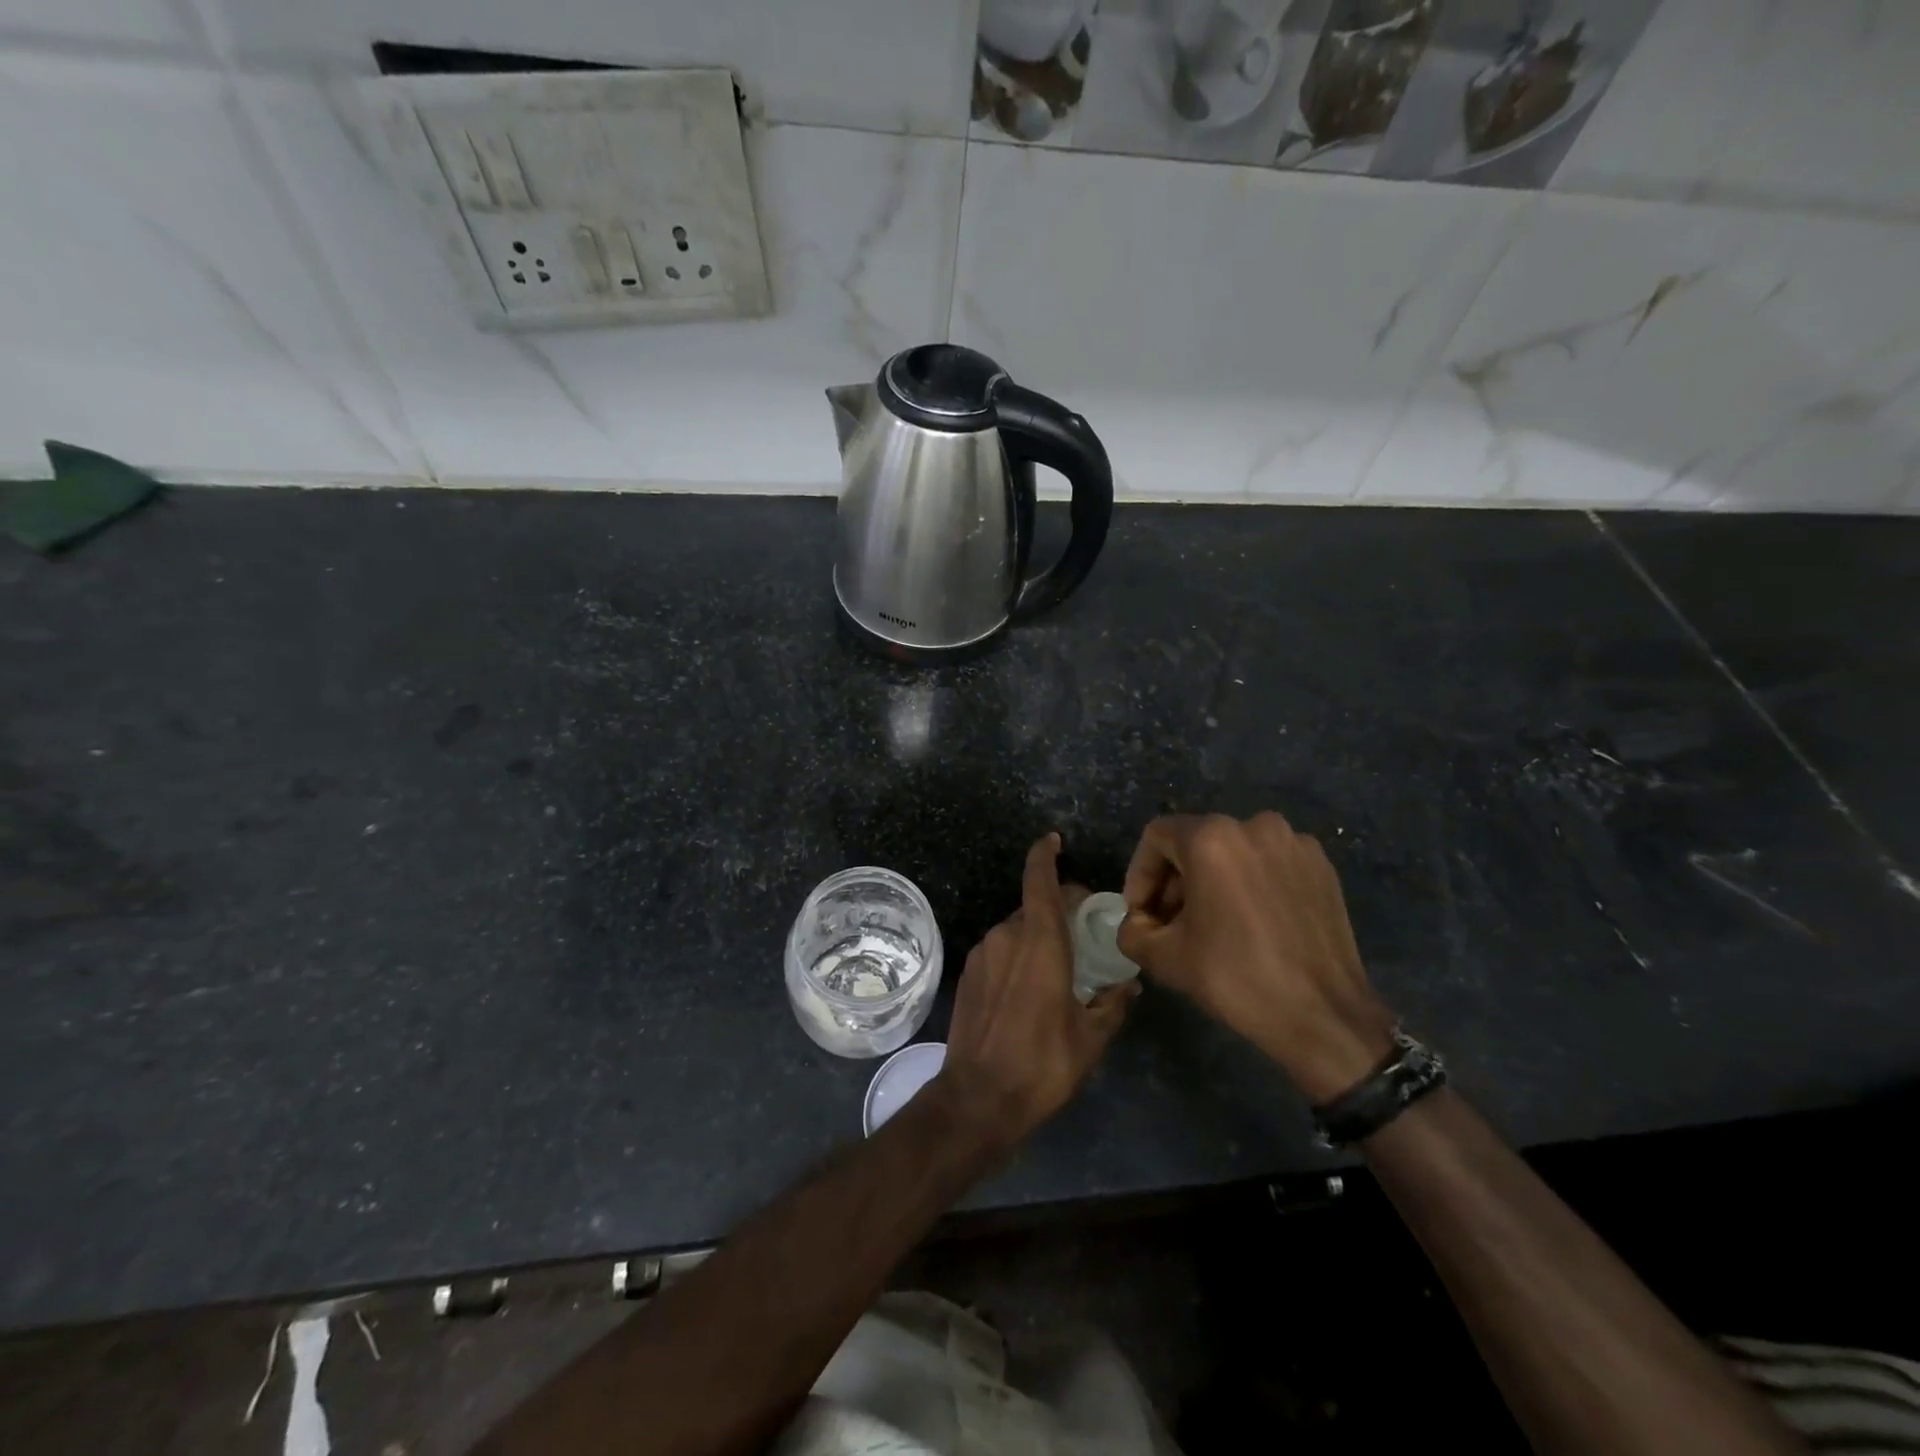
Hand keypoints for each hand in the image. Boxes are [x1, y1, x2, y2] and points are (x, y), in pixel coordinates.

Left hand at [931, 833, 1137, 1152]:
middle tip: (1083, 933)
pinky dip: (1017, 955)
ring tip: (1060, 968)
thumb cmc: (1041, 1065)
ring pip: (1015, 929)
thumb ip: (1112, 1003)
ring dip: (1038, 936)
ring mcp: (981, 954)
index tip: (1053, 840)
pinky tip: (1029, 989)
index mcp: (1039, 943)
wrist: (976, 1100)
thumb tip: (1128, 984)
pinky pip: (999, 950)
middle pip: (1033, 906)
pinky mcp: (967, 974)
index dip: (1045, 855)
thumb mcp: (1090, 1038)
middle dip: (1058, 909)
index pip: (1039, 882)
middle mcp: (1006, 937)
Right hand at [1116, 812, 1394, 1102]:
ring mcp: (1294, 844)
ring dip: (1212, 881)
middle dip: (1175, 880)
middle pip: (1196, 841)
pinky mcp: (1322, 866)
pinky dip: (1250, 884)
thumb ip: (1132, 930)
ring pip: (1234, 852)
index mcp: (1211, 838)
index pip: (1156, 837)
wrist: (1323, 1016)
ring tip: (1212, 924)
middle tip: (1171, 923)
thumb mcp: (1164, 958)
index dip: (1140, 874)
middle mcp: (1254, 826)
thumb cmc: (1236, 978)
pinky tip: (1252, 924)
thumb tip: (1138, 922)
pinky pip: (1269, 863)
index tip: (1143, 913)